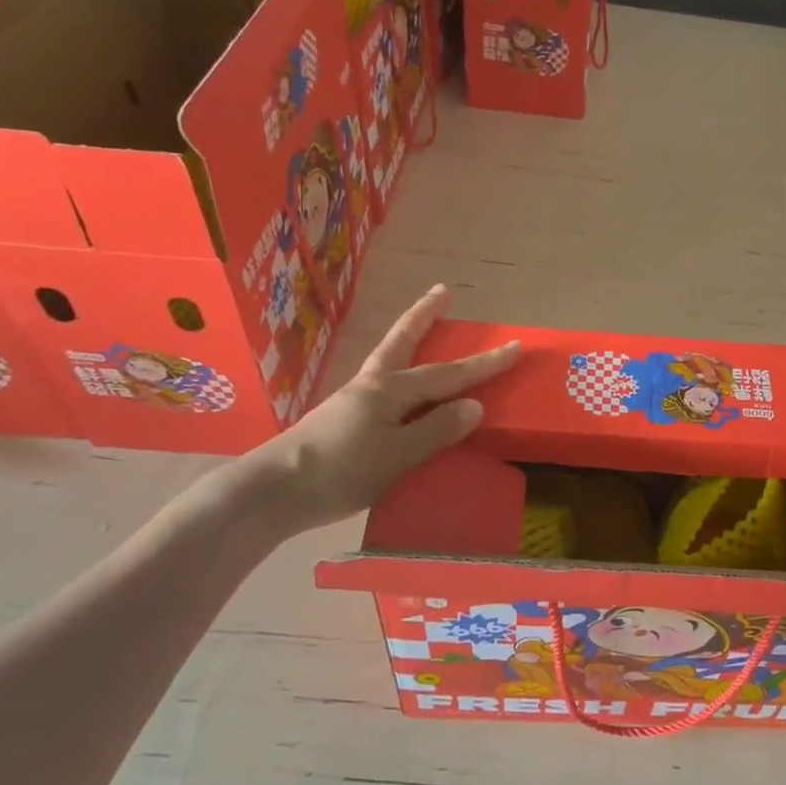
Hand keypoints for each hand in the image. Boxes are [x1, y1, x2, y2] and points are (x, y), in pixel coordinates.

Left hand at [233, 285, 520, 539]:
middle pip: (402, 343)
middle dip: (424, 317)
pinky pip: (381, 389)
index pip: (447, 375)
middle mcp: (371, 387)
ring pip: (389, 362)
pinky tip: (398, 393)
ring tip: (422, 332)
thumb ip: (435, 430)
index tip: (515, 346)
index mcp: (390, 391)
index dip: (483, 363)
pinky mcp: (340, 421)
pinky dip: (397, 377)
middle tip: (442, 291)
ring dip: (408, 341)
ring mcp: (352, 402)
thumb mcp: (396, 456)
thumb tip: (474, 404)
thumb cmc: (339, 472)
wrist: (271, 493)